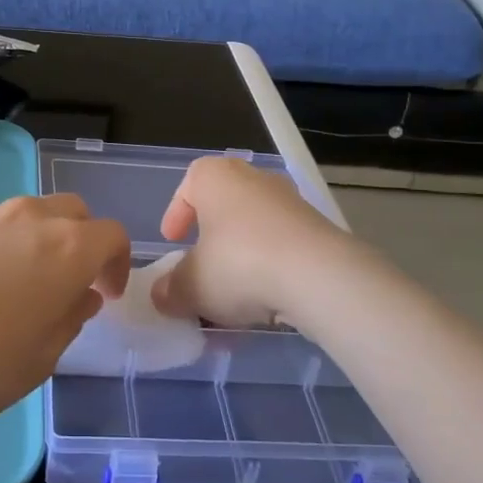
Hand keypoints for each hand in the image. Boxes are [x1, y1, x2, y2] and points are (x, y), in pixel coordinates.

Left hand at [0, 194, 130, 423]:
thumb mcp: (40, 359)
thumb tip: (82, 297)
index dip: (118, 263)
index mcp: (67, 248)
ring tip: (25, 285)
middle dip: (83, 241)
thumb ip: (70, 321)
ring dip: (42, 240)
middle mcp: (32, 219)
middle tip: (72, 283)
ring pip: (32, 214)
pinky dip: (6, 245)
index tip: (107, 294)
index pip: (111, 235)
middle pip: (74, 211)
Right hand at [150, 157, 347, 329]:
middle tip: (201, 270)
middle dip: (211, 241)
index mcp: (215, 177)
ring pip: (254, 232)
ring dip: (241, 261)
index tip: (172, 241)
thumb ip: (171, 290)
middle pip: (223, 208)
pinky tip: (265, 305)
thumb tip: (163, 295)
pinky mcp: (319, 230)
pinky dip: (270, 272)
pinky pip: (282, 249)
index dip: (176, 214)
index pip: (188, 185)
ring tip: (232, 301)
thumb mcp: (192, 285)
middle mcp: (254, 179)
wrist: (319, 276)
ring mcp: (291, 203)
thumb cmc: (239, 264)